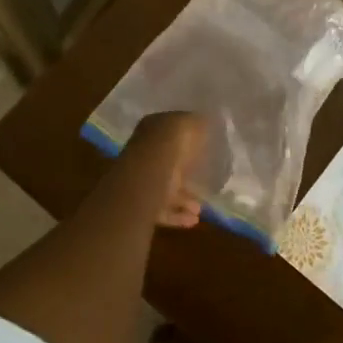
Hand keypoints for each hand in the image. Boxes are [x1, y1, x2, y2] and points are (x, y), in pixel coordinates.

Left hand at [123, 111, 208, 227]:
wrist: (146, 179)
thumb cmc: (169, 146)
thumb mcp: (189, 125)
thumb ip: (196, 123)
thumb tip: (204, 122)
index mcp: (151, 130)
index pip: (167, 132)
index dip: (185, 139)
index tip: (202, 146)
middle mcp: (142, 153)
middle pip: (166, 163)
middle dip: (185, 173)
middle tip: (203, 180)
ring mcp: (139, 180)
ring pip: (164, 189)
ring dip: (183, 199)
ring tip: (200, 208)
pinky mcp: (139, 205)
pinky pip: (161, 210)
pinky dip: (177, 215)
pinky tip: (193, 219)